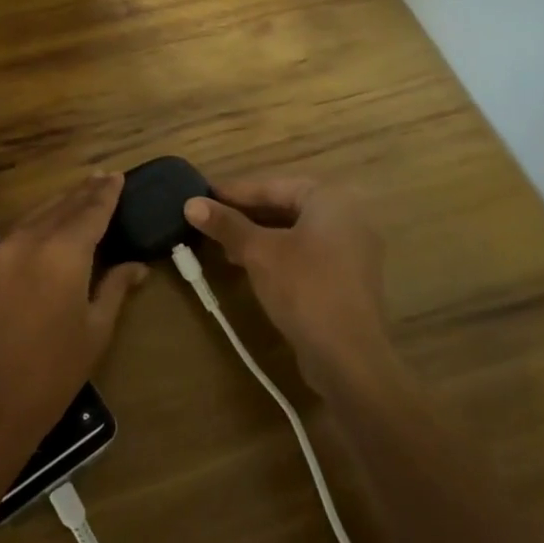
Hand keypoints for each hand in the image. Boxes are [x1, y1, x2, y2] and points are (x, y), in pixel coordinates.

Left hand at [0, 174, 146, 446]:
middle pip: (61, 207)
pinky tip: (46, 227)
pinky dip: (37, 223)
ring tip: (78, 196)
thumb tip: (136, 266)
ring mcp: (0, 253)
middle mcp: (29, 241)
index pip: (90, 211)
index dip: (106, 193)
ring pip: (35, 215)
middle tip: (102, 178)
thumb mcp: (95, 331)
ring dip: (59, 204)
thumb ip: (114, 288)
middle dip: (84, 193)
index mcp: (63, 252)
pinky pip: (16, 234)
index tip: (118, 177)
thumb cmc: (52, 373)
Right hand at [183, 177, 392, 393]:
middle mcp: (348, 217)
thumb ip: (226, 225)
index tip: (202, 196)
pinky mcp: (348, 280)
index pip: (274, 186)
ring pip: (295, 233)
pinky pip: (307, 255)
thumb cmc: (304, 288)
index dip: (235, 192)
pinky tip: (251, 268)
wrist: (349, 356)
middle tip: (210, 221)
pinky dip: (278, 255)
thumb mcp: (259, 252)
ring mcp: (352, 251)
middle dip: (246, 215)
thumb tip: (190, 203)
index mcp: (331, 199)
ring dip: (259, 237)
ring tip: (224, 246)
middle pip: (286, 207)